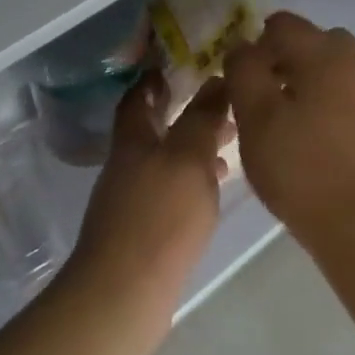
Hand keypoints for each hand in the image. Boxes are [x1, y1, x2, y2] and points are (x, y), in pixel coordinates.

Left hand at [63, 71, 231, 331]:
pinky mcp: (142, 228)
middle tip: (221, 100)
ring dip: (193, 145)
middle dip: (184, 110)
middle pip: (153, 127)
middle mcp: (127, 163)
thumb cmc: (159, 216)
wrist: (125, 292)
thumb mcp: (188, 158)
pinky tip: (215, 187)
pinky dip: (192, 178)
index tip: (181, 62)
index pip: (138, 96)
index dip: (155, 77)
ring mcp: (131, 198)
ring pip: (165, 158)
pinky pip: (170, 188)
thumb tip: (215, 78)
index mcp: (132, 139)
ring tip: (230, 140)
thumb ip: (202, 118)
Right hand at [224, 12, 354, 250]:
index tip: (237, 78)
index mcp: (326, 54)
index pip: (282, 24)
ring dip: (304, 85)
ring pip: (332, 73)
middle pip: (313, 43)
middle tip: (259, 97)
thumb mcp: (257, 119)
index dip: (253, 44)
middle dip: (282, 60)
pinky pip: (346, 100)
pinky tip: (310, 144)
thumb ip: (244, 73)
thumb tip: (241, 47)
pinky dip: (325, 107)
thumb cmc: (304, 170)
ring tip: (281, 124)